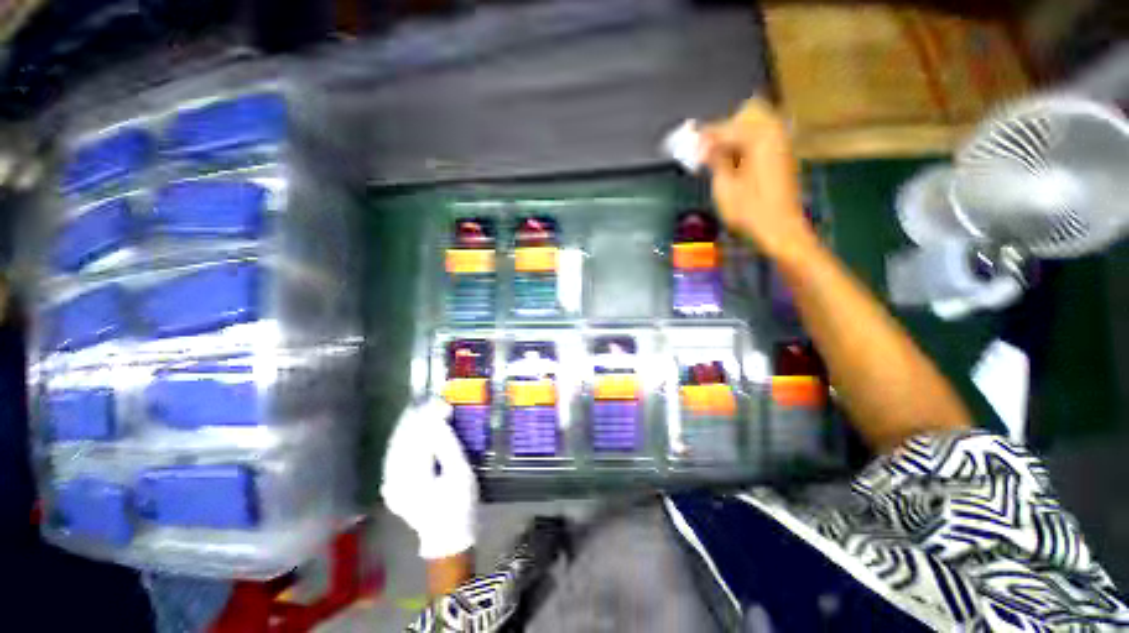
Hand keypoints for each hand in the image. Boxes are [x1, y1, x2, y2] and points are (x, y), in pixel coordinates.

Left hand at [381, 398, 477, 559]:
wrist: (447, 538)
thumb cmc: (459, 506)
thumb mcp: (460, 473)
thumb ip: (447, 445)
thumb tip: (438, 420)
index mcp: (411, 478)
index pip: (417, 438)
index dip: (428, 417)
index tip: (442, 402)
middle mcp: (393, 479)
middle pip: (402, 439)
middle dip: (417, 417)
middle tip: (433, 401)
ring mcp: (390, 483)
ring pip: (395, 445)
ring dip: (408, 425)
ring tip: (422, 407)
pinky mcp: (392, 484)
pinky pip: (394, 455)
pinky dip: (403, 438)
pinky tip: (411, 427)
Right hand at [701, 98, 820, 263]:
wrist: (780, 228)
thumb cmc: (750, 211)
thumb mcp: (725, 187)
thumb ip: (715, 160)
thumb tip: (702, 144)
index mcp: (760, 138)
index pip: (725, 127)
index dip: (704, 136)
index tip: (687, 142)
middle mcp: (774, 132)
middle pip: (746, 113)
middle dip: (724, 127)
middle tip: (706, 148)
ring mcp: (781, 142)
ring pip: (756, 122)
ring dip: (735, 134)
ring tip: (717, 156)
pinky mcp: (782, 154)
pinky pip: (762, 136)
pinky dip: (745, 142)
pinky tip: (733, 160)